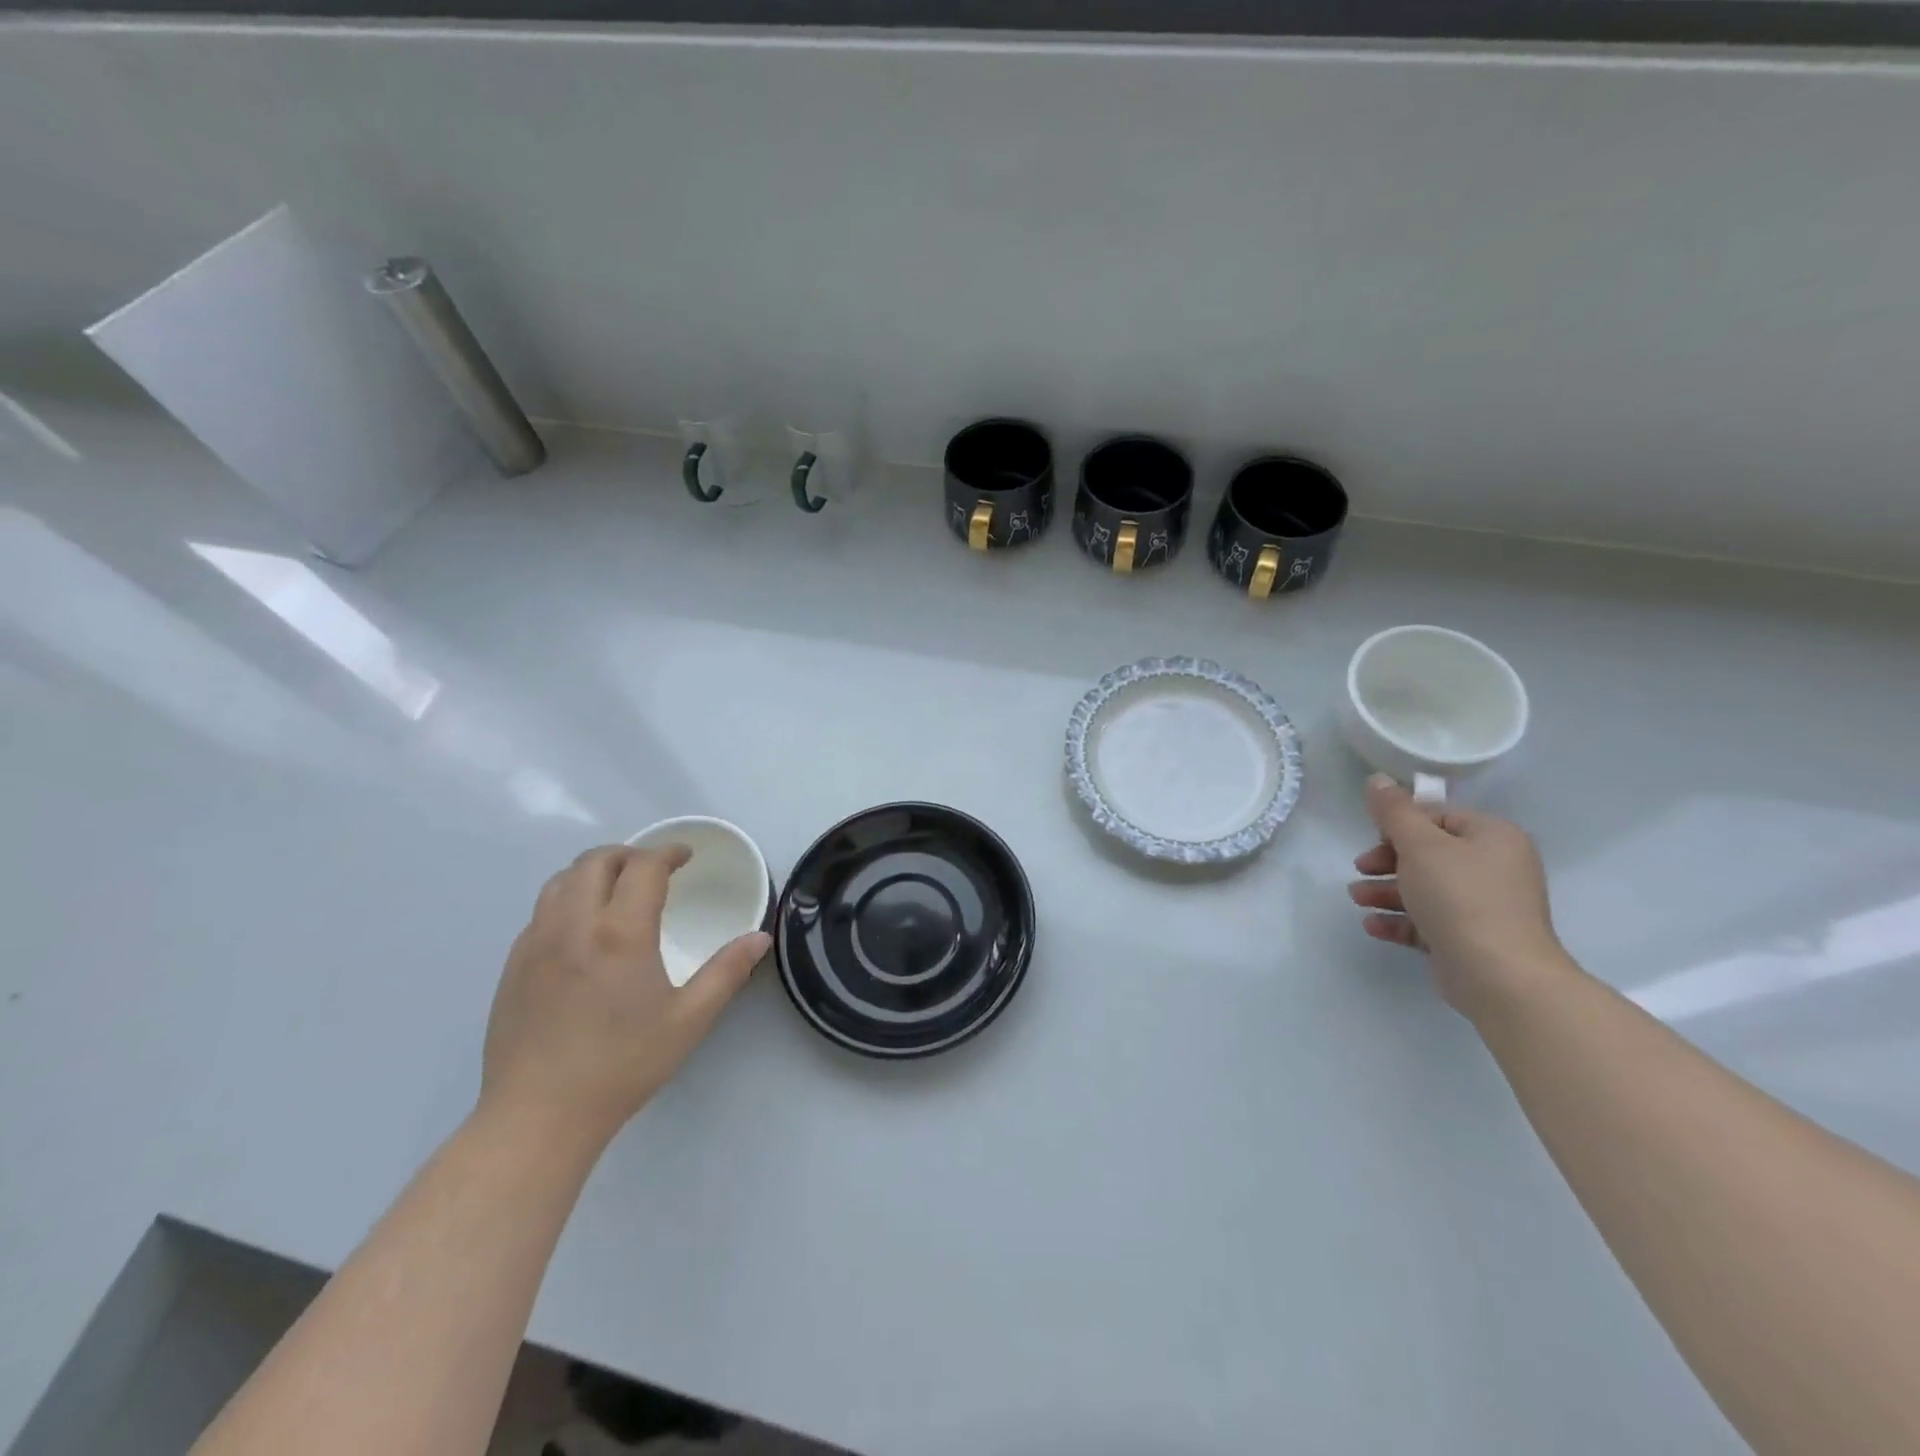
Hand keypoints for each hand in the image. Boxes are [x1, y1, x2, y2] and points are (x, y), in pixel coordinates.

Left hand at [480, 844, 770, 1143]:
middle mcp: (574, 925)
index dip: (668, 853)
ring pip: (561, 880)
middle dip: (629, 853)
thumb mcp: (689, 1020)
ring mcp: (536, 943)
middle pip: (596, 861)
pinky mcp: (513, 965)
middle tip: (653, 869)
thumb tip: (760, 937)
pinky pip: (541, 911)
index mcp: (621, 933)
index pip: (643, 867)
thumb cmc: (622, 1065)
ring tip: (616, 888)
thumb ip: (727, 972)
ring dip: (593, 871)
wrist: (539, 1115)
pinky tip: (582, 929)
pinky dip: (567, 899)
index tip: (685, 857)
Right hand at [1348, 774, 1571, 1015]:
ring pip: (1425, 888)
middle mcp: (1494, 867)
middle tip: (1360, 869)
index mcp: (1493, 837)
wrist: (1500, 976)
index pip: (1438, 817)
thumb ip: (1394, 811)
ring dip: (1386, 891)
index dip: (1400, 825)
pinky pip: (1428, 921)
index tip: (1372, 838)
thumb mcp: (1419, 845)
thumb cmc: (1460, 897)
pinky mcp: (1470, 939)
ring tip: (1358, 899)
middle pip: (1428, 853)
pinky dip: (1399, 920)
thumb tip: (1377, 779)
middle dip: (1387, 861)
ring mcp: (1484, 906)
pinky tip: (1372, 925)